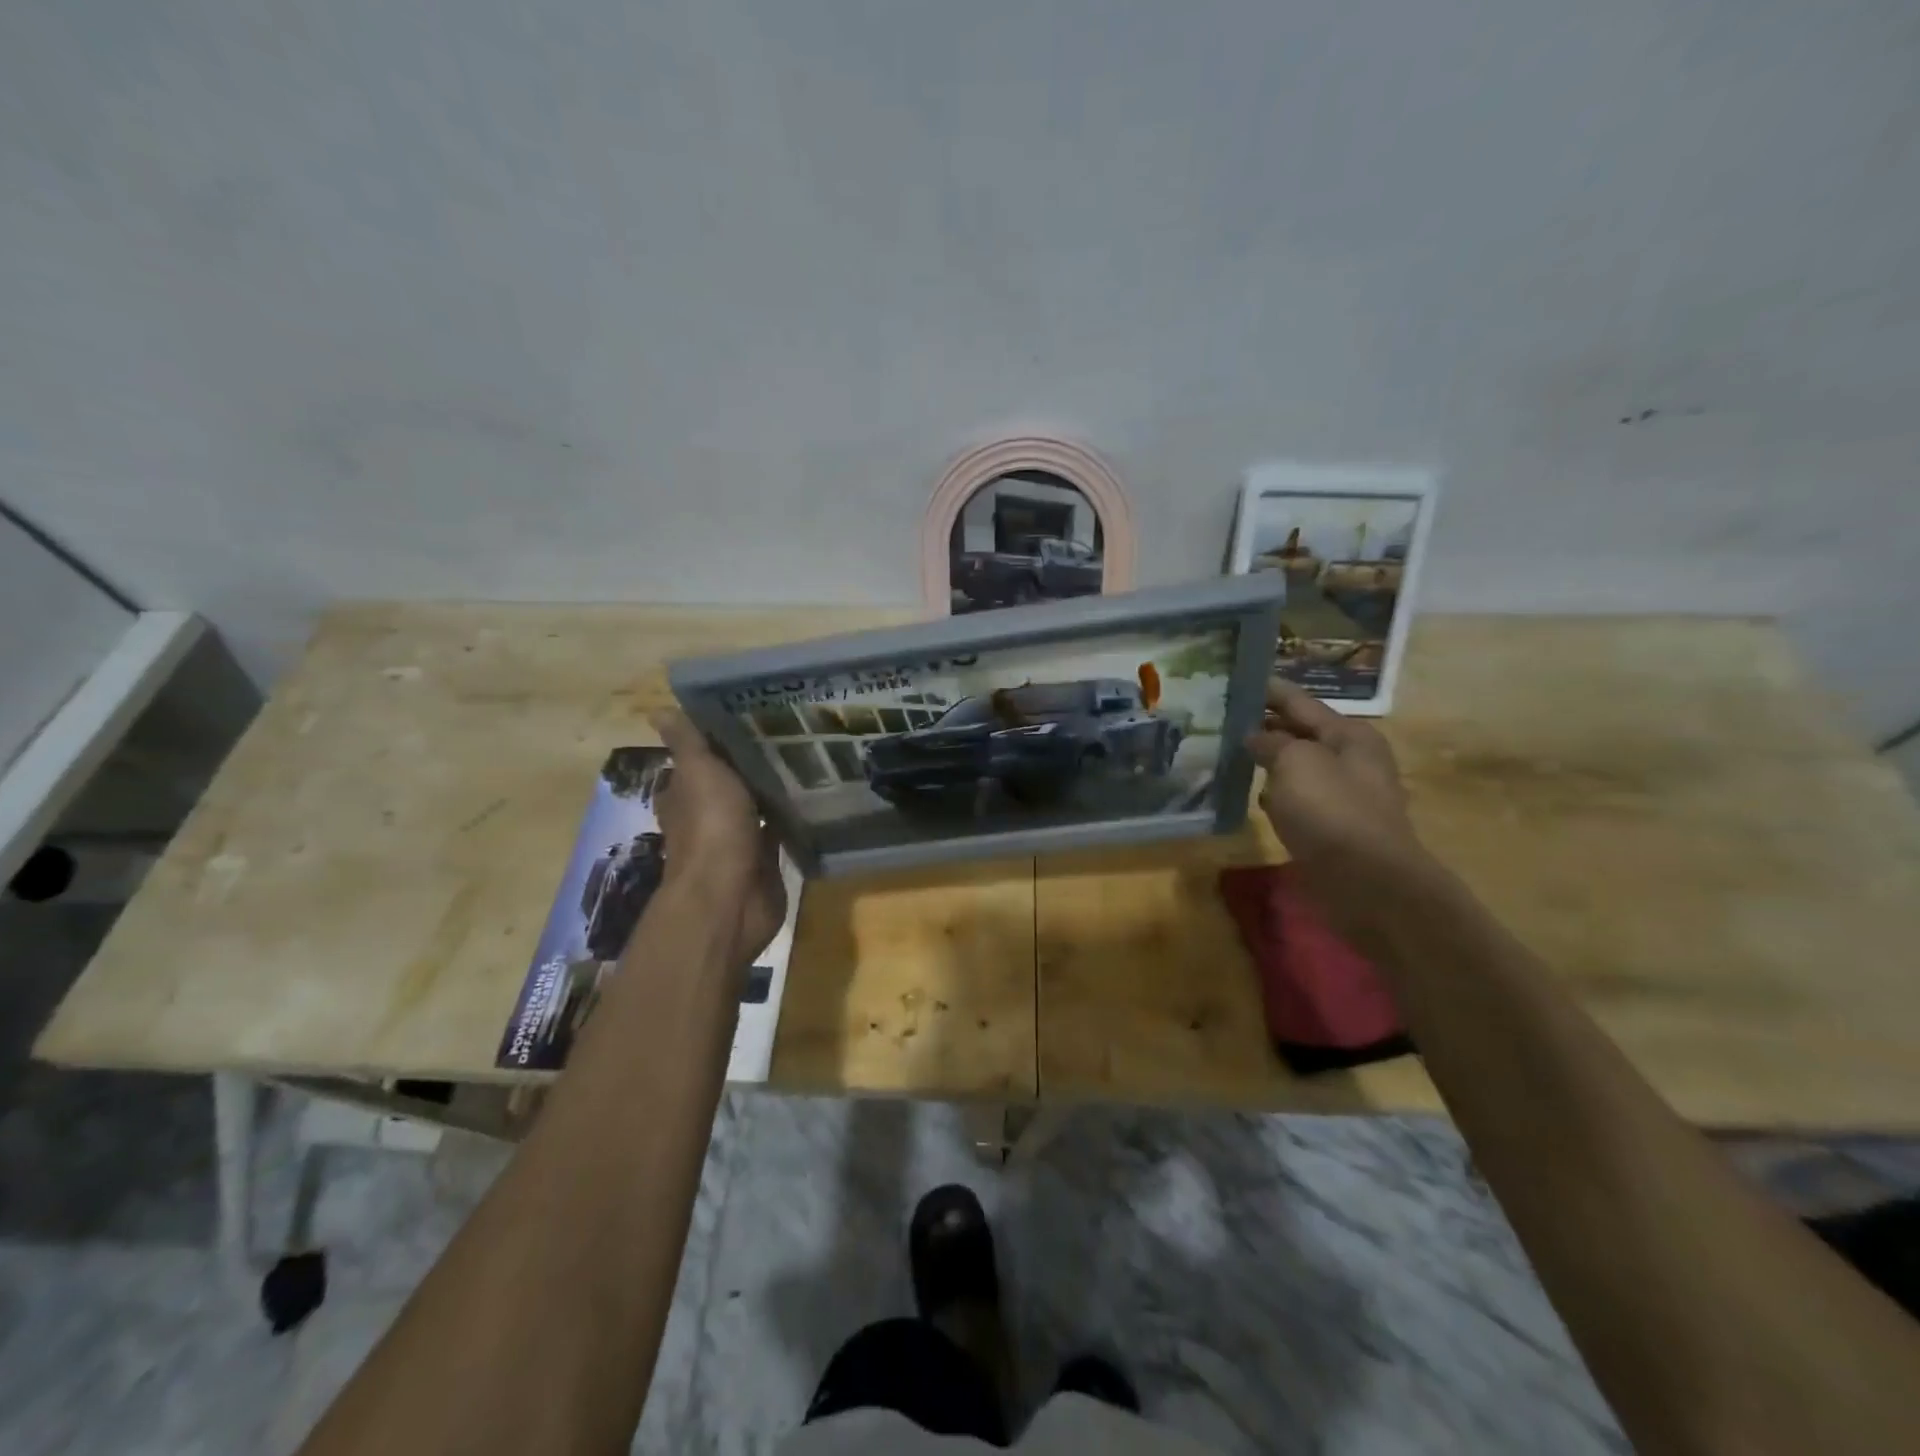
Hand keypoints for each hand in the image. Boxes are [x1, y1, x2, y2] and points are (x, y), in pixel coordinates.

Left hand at [650, 711, 787, 965]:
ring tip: (810, 758)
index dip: (719, 740)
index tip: (752, 715)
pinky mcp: (764, 860)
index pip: (700, 760)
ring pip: (758, 806)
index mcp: (685, 795)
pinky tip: (816, 797)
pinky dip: (792, 818)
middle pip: (732, 782)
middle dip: (754, 763)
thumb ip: (688, 743)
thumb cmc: (711, 828)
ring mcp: (737, 840)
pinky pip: (780, 831)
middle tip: (791, 732)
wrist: (731, 895)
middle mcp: (708, 816)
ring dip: (775, 790)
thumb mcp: (699, 773)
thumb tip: (658, 709)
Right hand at [1243, 680, 1422, 875]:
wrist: (1366, 881)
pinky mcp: (1333, 826)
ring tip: (1229, 752)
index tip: (1238, 679)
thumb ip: (1271, 742)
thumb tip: (1255, 738)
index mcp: (1349, 735)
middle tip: (1224, 717)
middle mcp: (1351, 759)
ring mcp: (1344, 795)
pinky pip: (1298, 798)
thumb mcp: (1295, 762)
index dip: (1268, 691)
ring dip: (1269, 760)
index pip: (1299, 702)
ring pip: (1297, 767)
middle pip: (1300, 733)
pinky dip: (1276, 793)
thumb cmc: (1331, 810)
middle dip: (1265, 726)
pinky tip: (1253, 794)